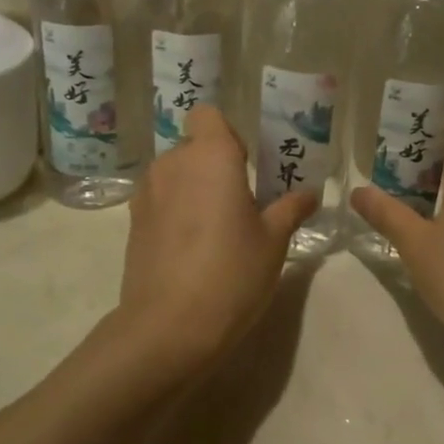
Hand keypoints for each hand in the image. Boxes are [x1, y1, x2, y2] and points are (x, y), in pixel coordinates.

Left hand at [114, 104, 317, 368]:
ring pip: (174, 175)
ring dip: (194, 190)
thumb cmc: (232, 272)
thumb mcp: (274, 241)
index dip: (227, 135)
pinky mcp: (133, 223)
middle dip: (214, 166)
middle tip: (241, 204)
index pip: (208, 116)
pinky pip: (160, 201)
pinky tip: (191, 250)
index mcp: (211, 156)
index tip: (246, 166)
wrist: (169, 327)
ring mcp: (147, 194)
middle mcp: (173, 164)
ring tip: (215, 230)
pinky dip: (175, 213)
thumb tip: (310, 194)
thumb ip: (290, 209)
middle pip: (193, 147)